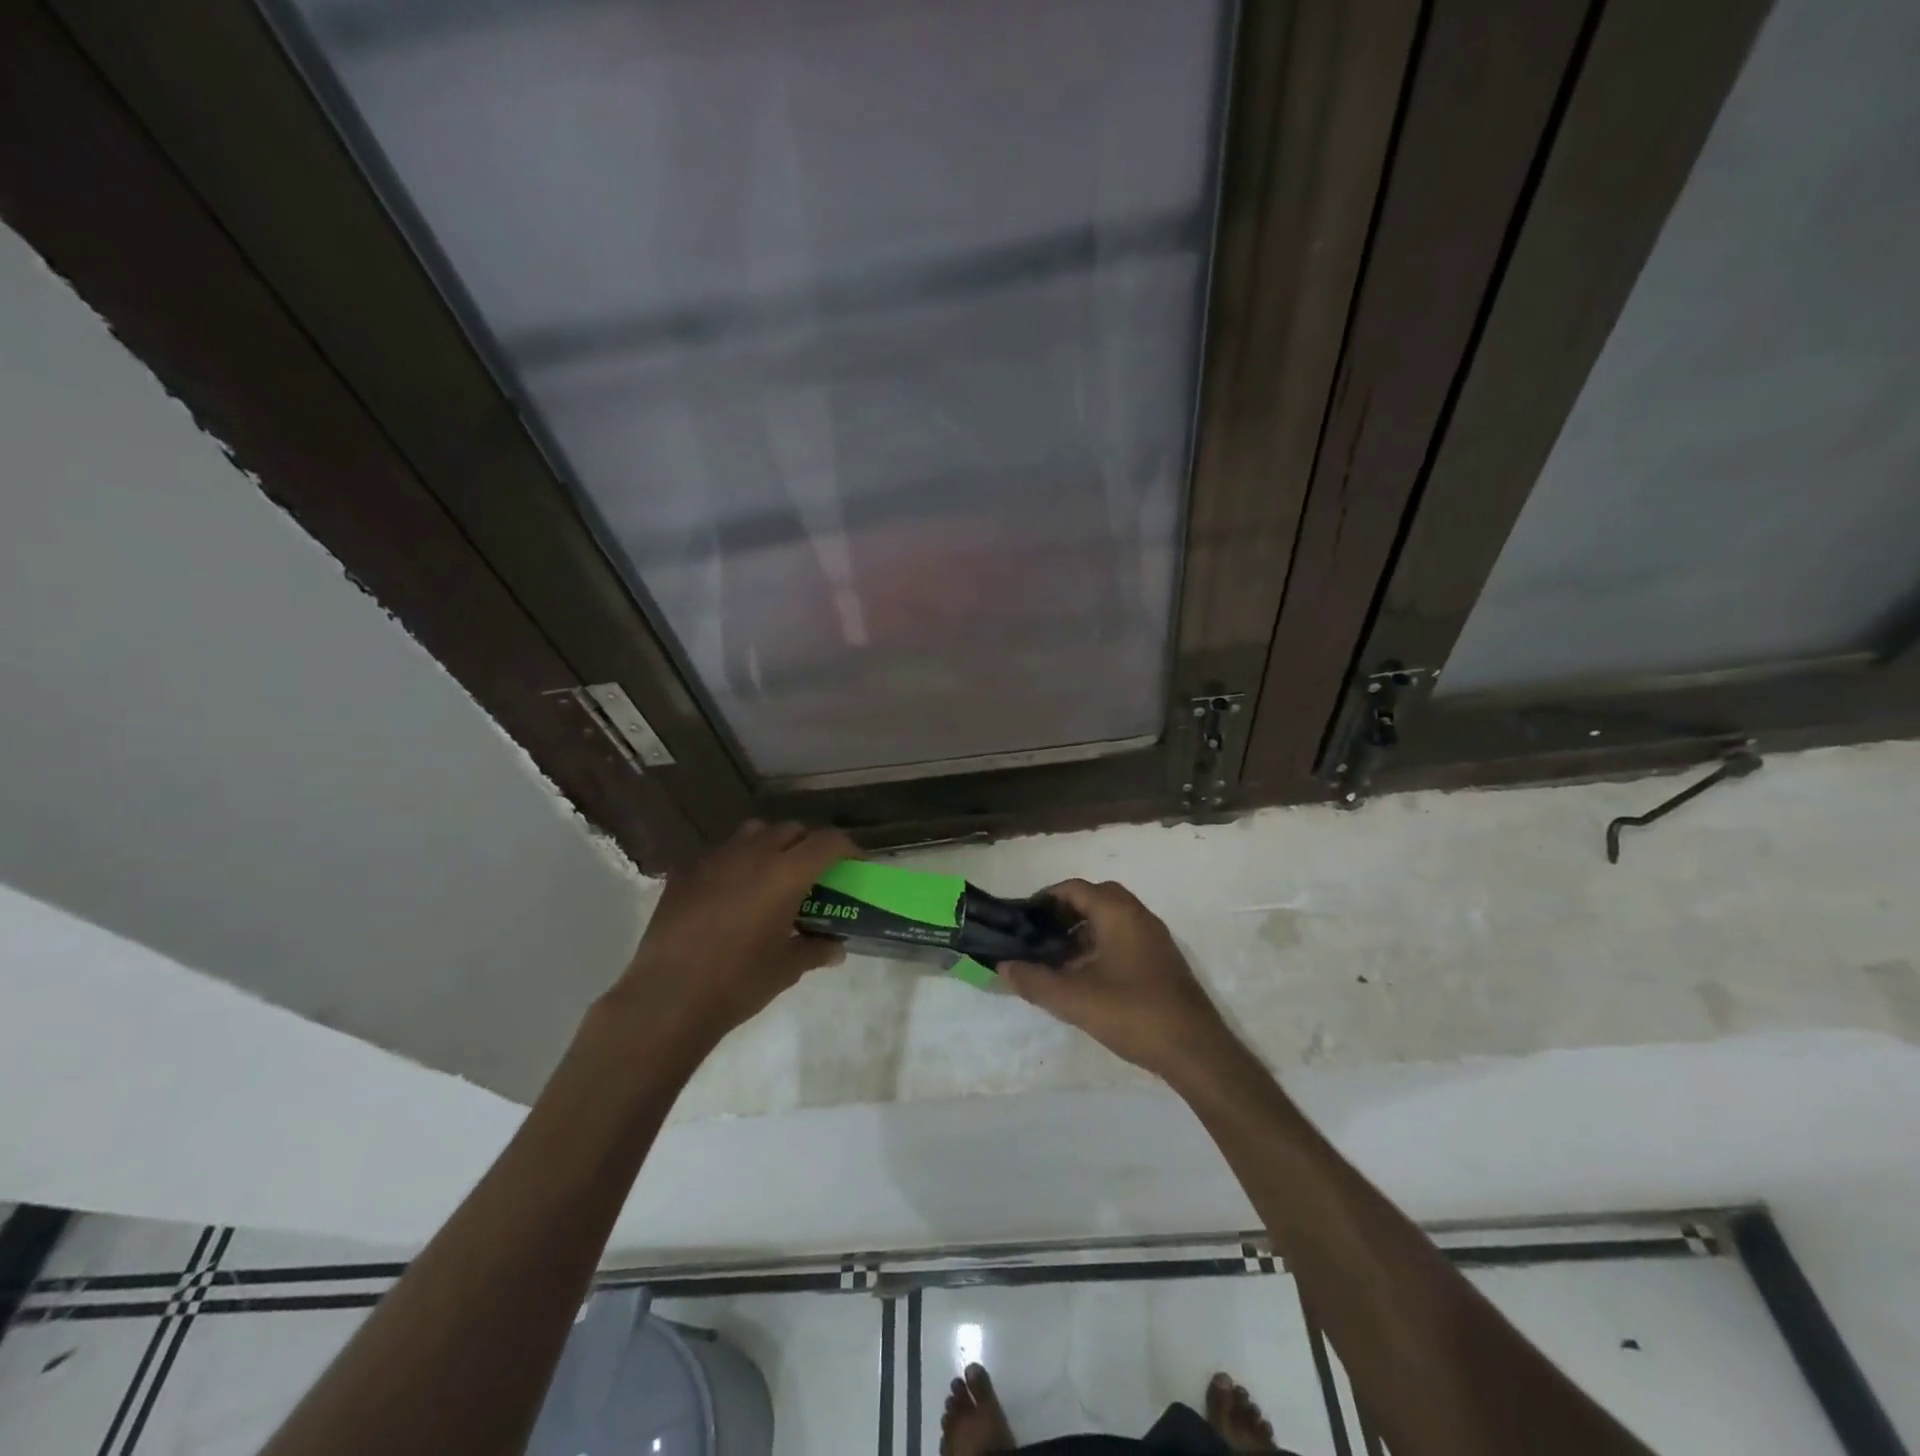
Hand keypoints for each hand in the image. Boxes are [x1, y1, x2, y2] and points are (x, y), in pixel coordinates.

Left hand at [605, 820, 855, 1050]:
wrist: (668, 997)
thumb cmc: (738, 982)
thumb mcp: (786, 968)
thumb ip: (816, 950)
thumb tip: (836, 948)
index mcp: (786, 874)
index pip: (827, 841)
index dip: (847, 847)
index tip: (854, 863)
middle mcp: (753, 854)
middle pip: (791, 830)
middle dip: (808, 844)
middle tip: (813, 872)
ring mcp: (715, 859)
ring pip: (753, 833)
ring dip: (771, 844)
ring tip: (772, 873)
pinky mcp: (685, 872)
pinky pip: (719, 853)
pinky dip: (735, 862)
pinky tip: (731, 892)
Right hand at [1001, 879, 1232, 1084]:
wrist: (1195, 1050)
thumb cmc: (1132, 1013)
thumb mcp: (1074, 999)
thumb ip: (1034, 981)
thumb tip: (1003, 967)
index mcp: (1118, 912)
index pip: (1075, 888)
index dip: (1046, 899)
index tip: (1023, 919)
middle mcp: (1138, 916)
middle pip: (1094, 899)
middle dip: (1064, 913)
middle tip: (1039, 936)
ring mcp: (1153, 938)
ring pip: (1110, 920)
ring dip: (1082, 932)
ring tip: (1056, 959)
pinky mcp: (1161, 960)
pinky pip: (1124, 938)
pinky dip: (1100, 946)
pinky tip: (1086, 977)